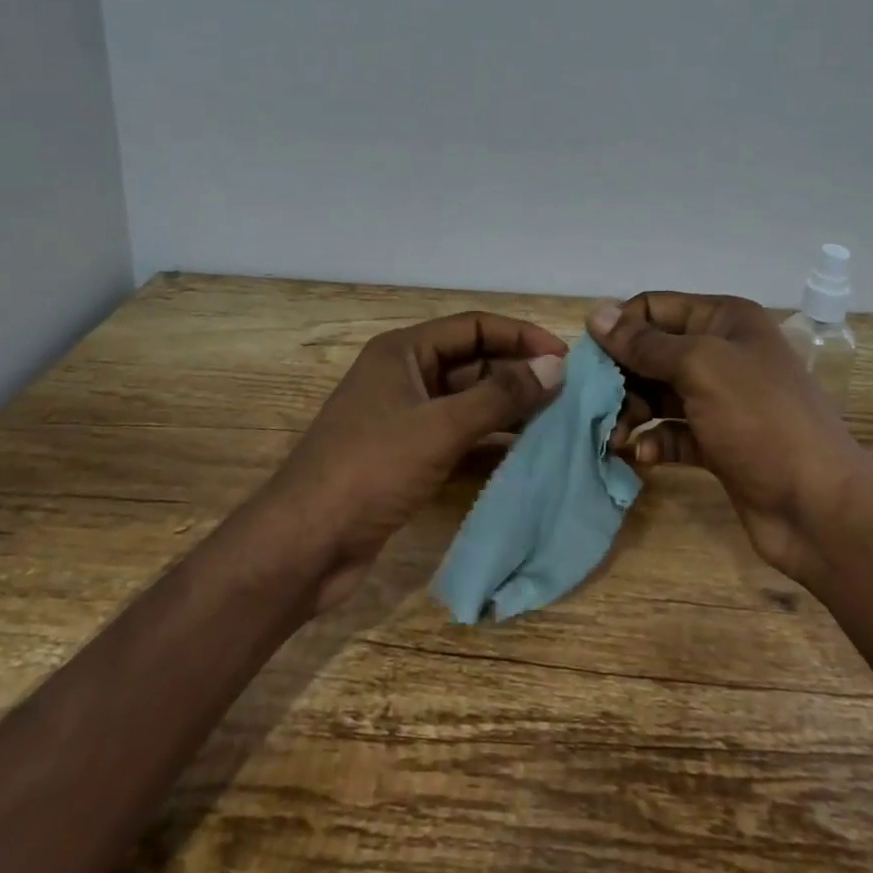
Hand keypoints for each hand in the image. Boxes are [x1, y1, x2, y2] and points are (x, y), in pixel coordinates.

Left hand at [257, 312, 567, 611]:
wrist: (303, 545)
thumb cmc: (370, 470)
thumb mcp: (440, 427)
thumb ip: (500, 395)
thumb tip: (555, 365)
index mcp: (404, 352)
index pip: (474, 326)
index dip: (520, 335)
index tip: (565, 357)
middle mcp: (404, 375)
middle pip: (473, 361)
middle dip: (517, 373)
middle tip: (569, 394)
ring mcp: (403, 417)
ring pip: (467, 400)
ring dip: (507, 407)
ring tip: (557, 421)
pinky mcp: (405, 455)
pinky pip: (457, 433)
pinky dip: (489, 438)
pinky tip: (523, 451)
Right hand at [587, 293, 866, 584]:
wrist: (819, 508)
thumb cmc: (760, 420)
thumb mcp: (700, 367)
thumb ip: (645, 343)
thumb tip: (596, 313)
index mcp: (724, 321)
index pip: (655, 308)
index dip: (621, 328)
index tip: (588, 359)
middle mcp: (722, 353)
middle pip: (652, 352)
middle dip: (622, 376)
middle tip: (596, 404)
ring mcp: (721, 400)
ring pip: (658, 394)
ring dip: (632, 412)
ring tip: (615, 436)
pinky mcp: (718, 443)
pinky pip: (673, 432)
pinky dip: (654, 441)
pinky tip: (641, 456)